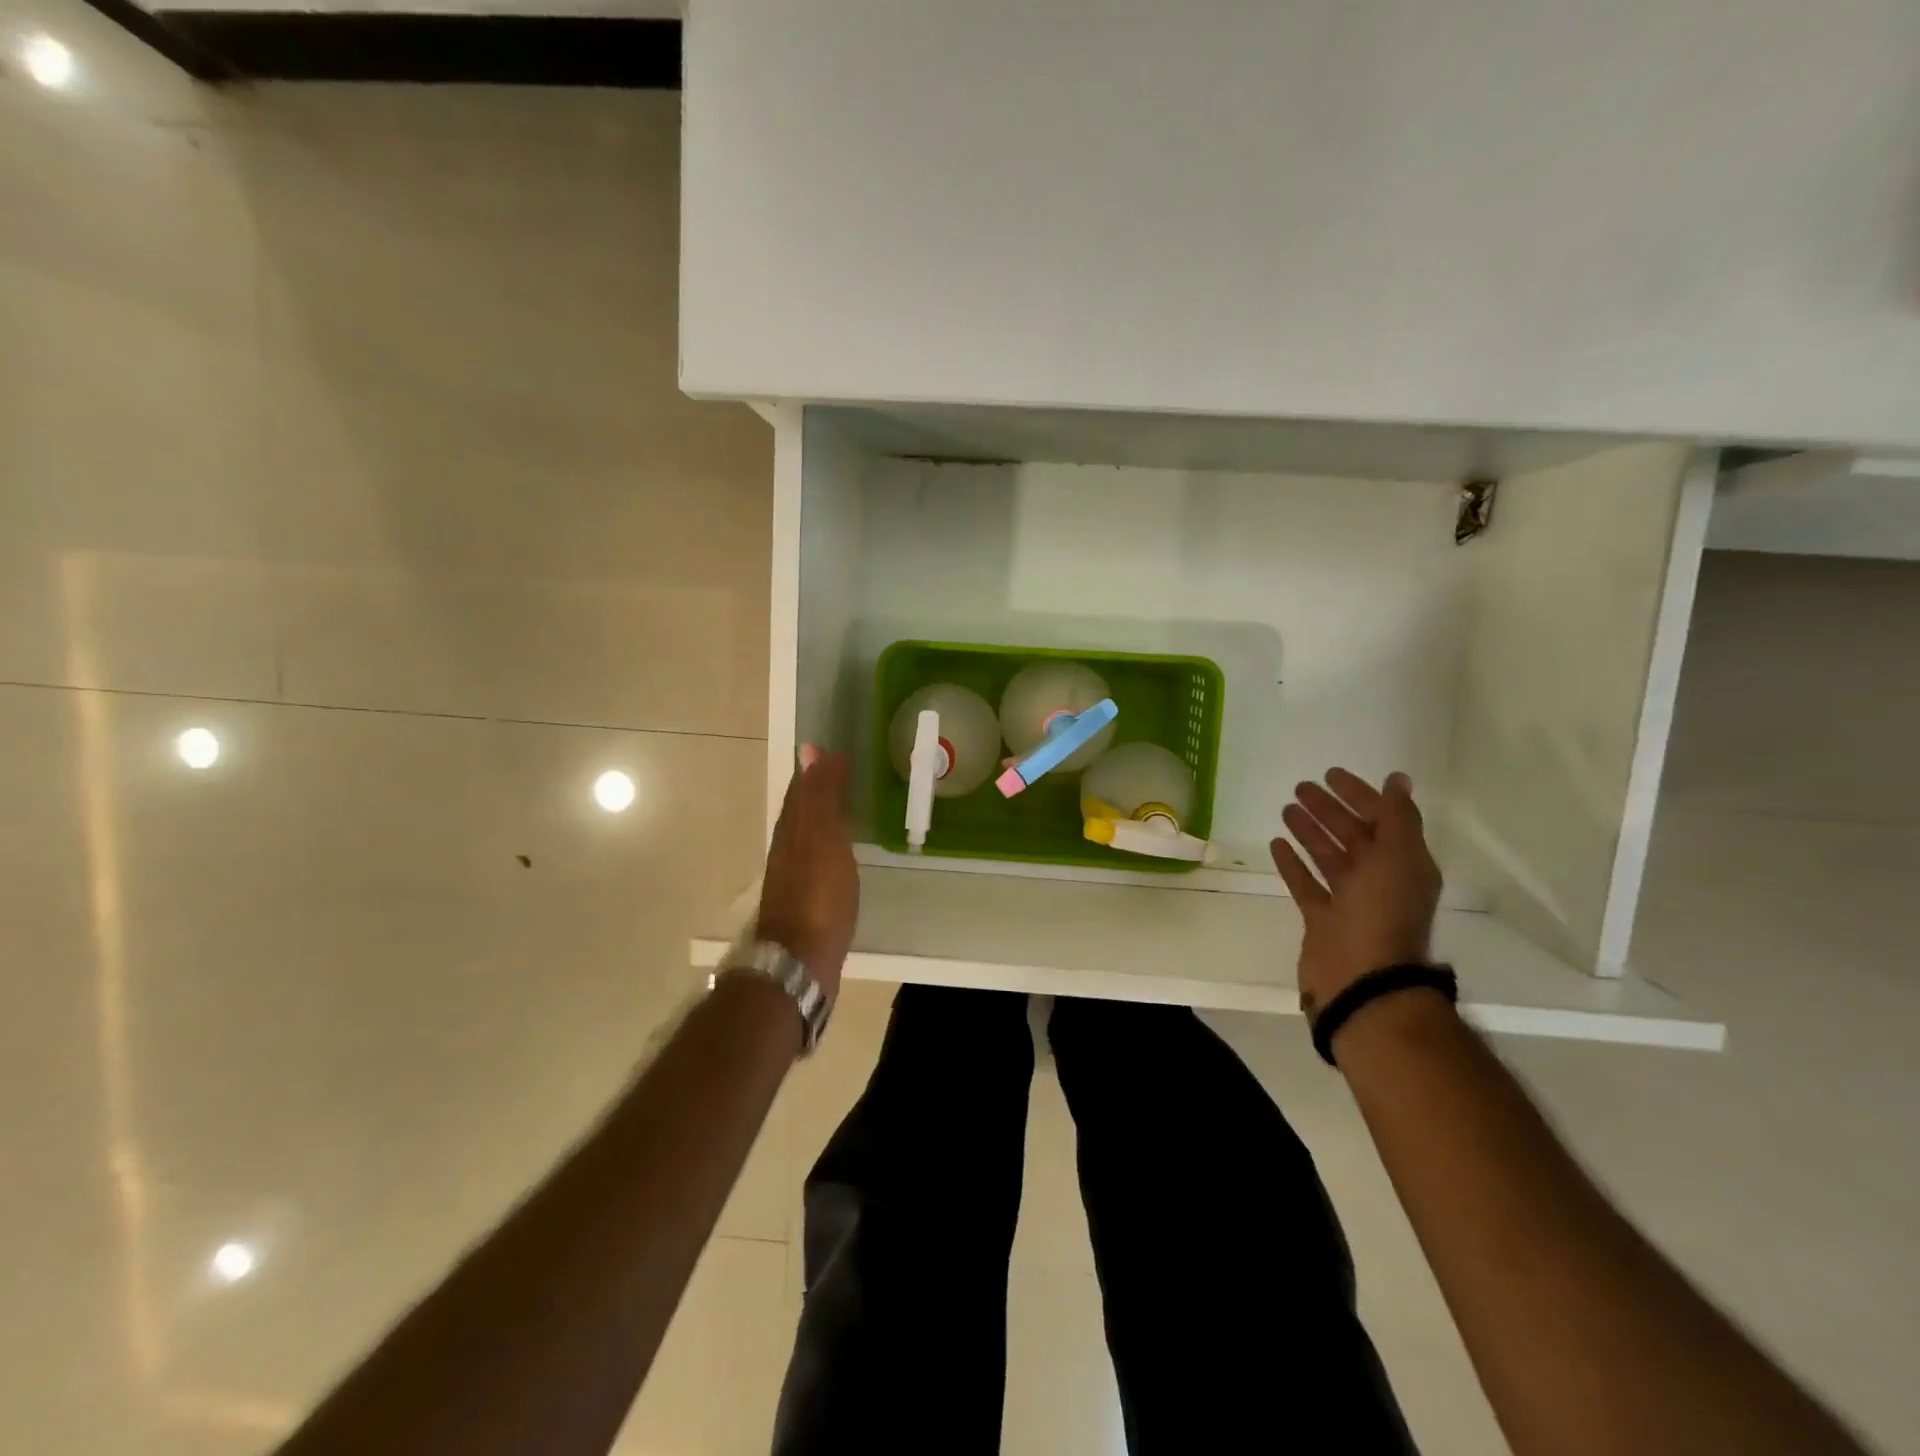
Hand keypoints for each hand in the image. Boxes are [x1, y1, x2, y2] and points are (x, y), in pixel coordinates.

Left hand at [757, 745, 858, 1001]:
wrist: (801, 960)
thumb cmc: (819, 896)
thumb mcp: (824, 840)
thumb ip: (821, 798)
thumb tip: (811, 749)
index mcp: (793, 831)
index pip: (801, 790)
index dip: (814, 769)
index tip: (832, 750)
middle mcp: (788, 849)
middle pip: (800, 811)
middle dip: (816, 790)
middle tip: (840, 772)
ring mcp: (794, 877)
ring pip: (807, 835)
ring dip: (822, 818)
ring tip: (844, 807)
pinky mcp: (806, 900)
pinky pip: (817, 859)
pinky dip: (828, 846)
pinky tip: (840, 853)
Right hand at [1269, 768, 1441, 1021]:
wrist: (1362, 978)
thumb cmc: (1382, 912)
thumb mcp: (1398, 858)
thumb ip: (1397, 817)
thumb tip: (1398, 779)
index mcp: (1403, 864)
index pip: (1382, 819)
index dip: (1359, 795)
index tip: (1331, 774)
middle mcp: (1378, 879)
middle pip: (1352, 835)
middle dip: (1329, 809)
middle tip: (1301, 787)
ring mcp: (1348, 900)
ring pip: (1327, 856)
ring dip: (1309, 832)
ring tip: (1286, 809)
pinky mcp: (1321, 918)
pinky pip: (1305, 883)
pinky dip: (1292, 863)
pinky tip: (1276, 843)